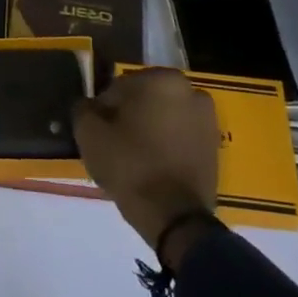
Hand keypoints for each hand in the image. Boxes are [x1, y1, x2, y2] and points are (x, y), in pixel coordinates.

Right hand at [73, 68, 218, 266]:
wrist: (175, 217)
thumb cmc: (130, 166)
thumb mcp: (89, 135)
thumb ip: (83, 109)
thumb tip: (88, 105)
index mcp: (162, 79)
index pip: (119, 87)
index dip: (103, 109)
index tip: (98, 132)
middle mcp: (190, 90)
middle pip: (144, 99)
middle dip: (128, 116)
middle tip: (113, 144)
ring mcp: (207, 117)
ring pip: (164, 116)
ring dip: (149, 129)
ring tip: (133, 158)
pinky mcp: (214, 144)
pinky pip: (180, 135)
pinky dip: (167, 144)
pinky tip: (153, 166)